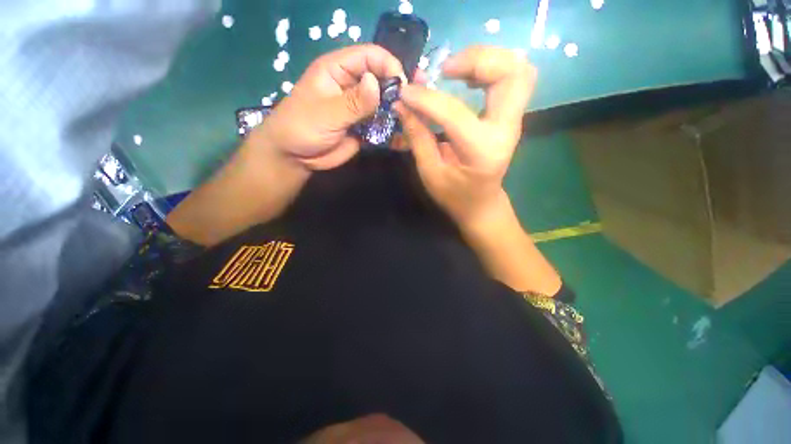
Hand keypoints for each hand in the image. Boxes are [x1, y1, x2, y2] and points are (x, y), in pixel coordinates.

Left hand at [253, 44, 404, 169]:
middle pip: (382, 78)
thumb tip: (376, 83)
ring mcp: (360, 108)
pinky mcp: (364, 126)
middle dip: (399, 89)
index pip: (369, 56)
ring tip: (414, 120)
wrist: (297, 156)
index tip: (403, 85)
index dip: (389, 65)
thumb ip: (352, 102)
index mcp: (338, 70)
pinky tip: (404, 136)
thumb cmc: (302, 127)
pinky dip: (393, 129)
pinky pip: (382, 124)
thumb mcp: (326, 113)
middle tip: (416, 102)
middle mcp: (352, 85)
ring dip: (398, 111)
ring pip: (385, 103)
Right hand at [394, 46, 536, 227]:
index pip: (454, 112)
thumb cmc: (455, 196)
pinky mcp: (510, 118)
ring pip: (518, 70)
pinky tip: (468, 80)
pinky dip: (492, 70)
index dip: (426, 98)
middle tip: (445, 70)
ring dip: (487, 60)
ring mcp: (513, 122)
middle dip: (476, 60)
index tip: (405, 92)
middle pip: (511, 73)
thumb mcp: (430, 173)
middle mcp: (505, 130)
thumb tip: (401, 104)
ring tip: (455, 71)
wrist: (482, 205)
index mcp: (481, 151)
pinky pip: (512, 80)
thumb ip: (418, 137)